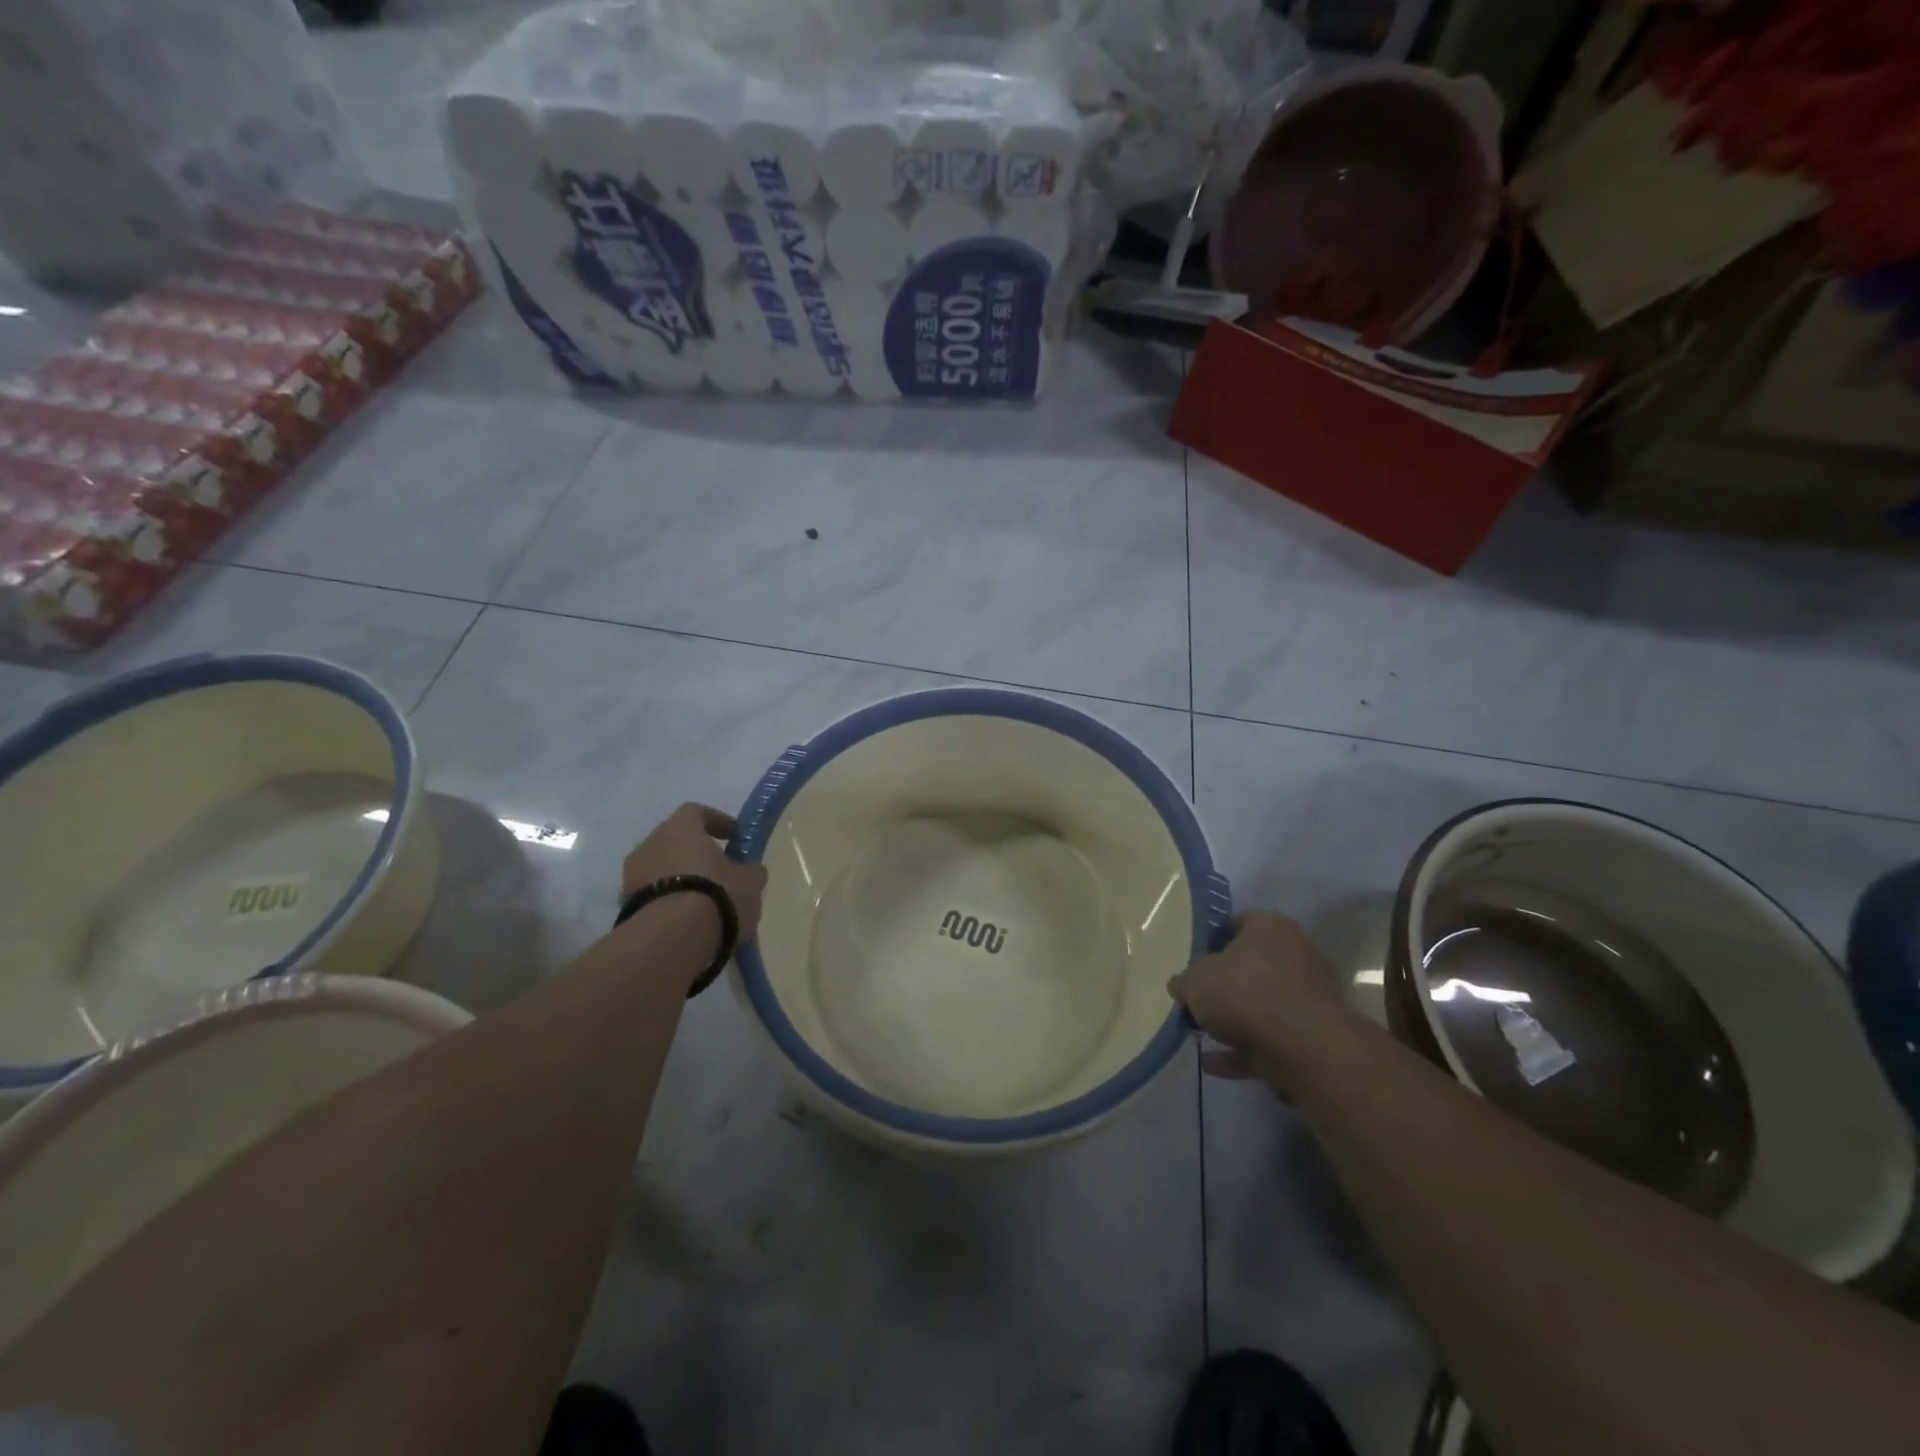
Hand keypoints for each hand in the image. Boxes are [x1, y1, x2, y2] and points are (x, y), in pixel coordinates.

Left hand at [622, 803, 767, 940]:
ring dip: (680, 880)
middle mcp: (650, 844)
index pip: (696, 812)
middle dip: (696, 854)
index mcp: (680, 827)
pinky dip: (669, 903)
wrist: (672, 940)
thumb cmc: (716, 895)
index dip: (717, 822)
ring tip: (704, 903)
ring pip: (661, 870)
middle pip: (675, 841)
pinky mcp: (624, 907)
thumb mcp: (750, 881)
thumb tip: (747, 870)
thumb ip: (749, 870)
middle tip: (720, 872)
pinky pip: (652, 897)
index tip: (734, 838)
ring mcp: (631, 876)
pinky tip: (688, 922)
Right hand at [1169, 913, 1346, 1085]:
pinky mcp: (1313, 1037)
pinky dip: (1243, 1050)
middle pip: (1250, 967)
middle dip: (1223, 986)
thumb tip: (1181, 987)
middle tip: (1196, 1001)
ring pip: (1261, 1006)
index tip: (1192, 962)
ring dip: (1234, 1022)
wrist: (1305, 1049)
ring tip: (1202, 1037)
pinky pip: (1269, 1039)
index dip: (1211, 942)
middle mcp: (1295, 955)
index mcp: (1270, 928)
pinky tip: (1214, 1064)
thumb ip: (1184, 982)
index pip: (1237, 924)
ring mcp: (1308, 998)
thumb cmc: (1245, 994)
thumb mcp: (1196, 982)